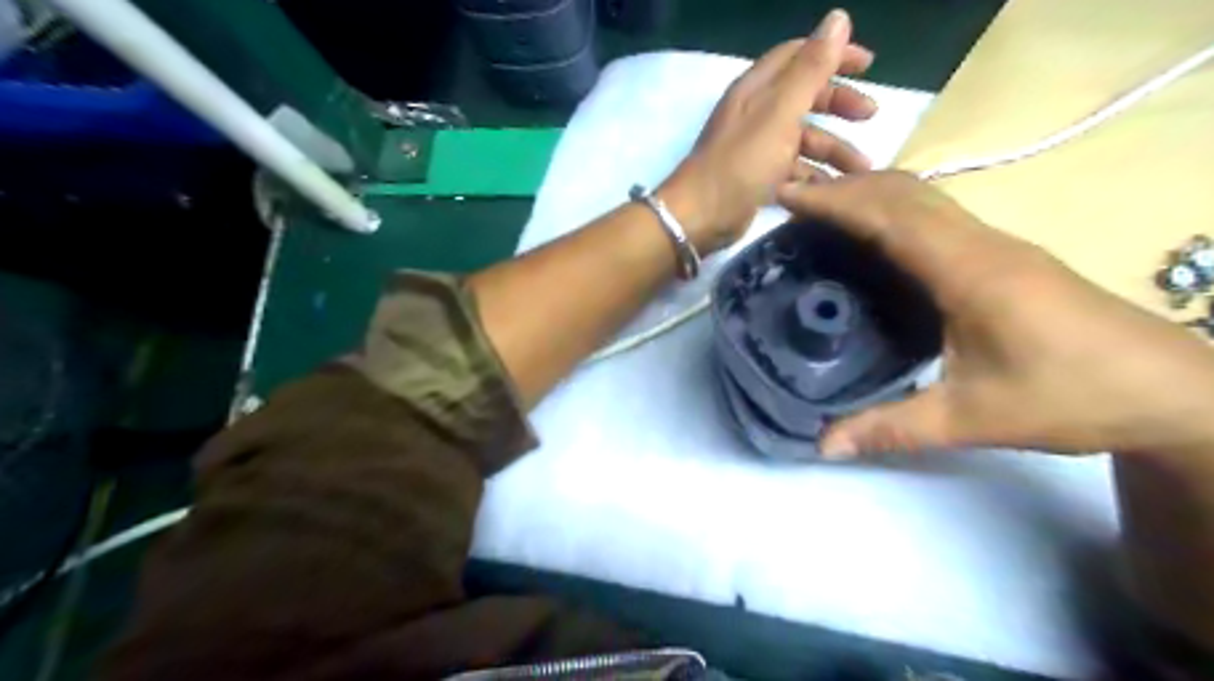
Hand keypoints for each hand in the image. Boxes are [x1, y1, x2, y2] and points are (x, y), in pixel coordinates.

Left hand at [660, 8, 878, 255]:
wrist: (702, 216)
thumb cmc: (742, 162)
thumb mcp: (780, 112)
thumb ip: (810, 69)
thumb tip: (838, 17)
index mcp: (757, 89)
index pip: (798, 56)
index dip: (834, 54)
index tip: (869, 65)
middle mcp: (756, 113)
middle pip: (804, 97)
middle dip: (838, 104)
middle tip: (870, 116)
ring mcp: (756, 148)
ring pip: (802, 139)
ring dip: (832, 149)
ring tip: (860, 171)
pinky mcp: (756, 178)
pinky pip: (792, 170)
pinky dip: (813, 176)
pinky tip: (832, 190)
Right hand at [777, 172, 1212, 459]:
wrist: (1171, 391)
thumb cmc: (1071, 397)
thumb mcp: (971, 420)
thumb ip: (891, 428)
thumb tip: (823, 446)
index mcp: (967, 271)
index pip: (889, 217)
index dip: (834, 202)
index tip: (786, 196)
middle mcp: (980, 244)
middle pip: (905, 193)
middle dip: (844, 188)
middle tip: (793, 202)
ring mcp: (997, 246)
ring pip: (925, 199)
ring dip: (871, 194)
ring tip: (824, 211)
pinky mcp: (1005, 258)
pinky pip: (938, 216)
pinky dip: (895, 211)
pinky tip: (879, 238)